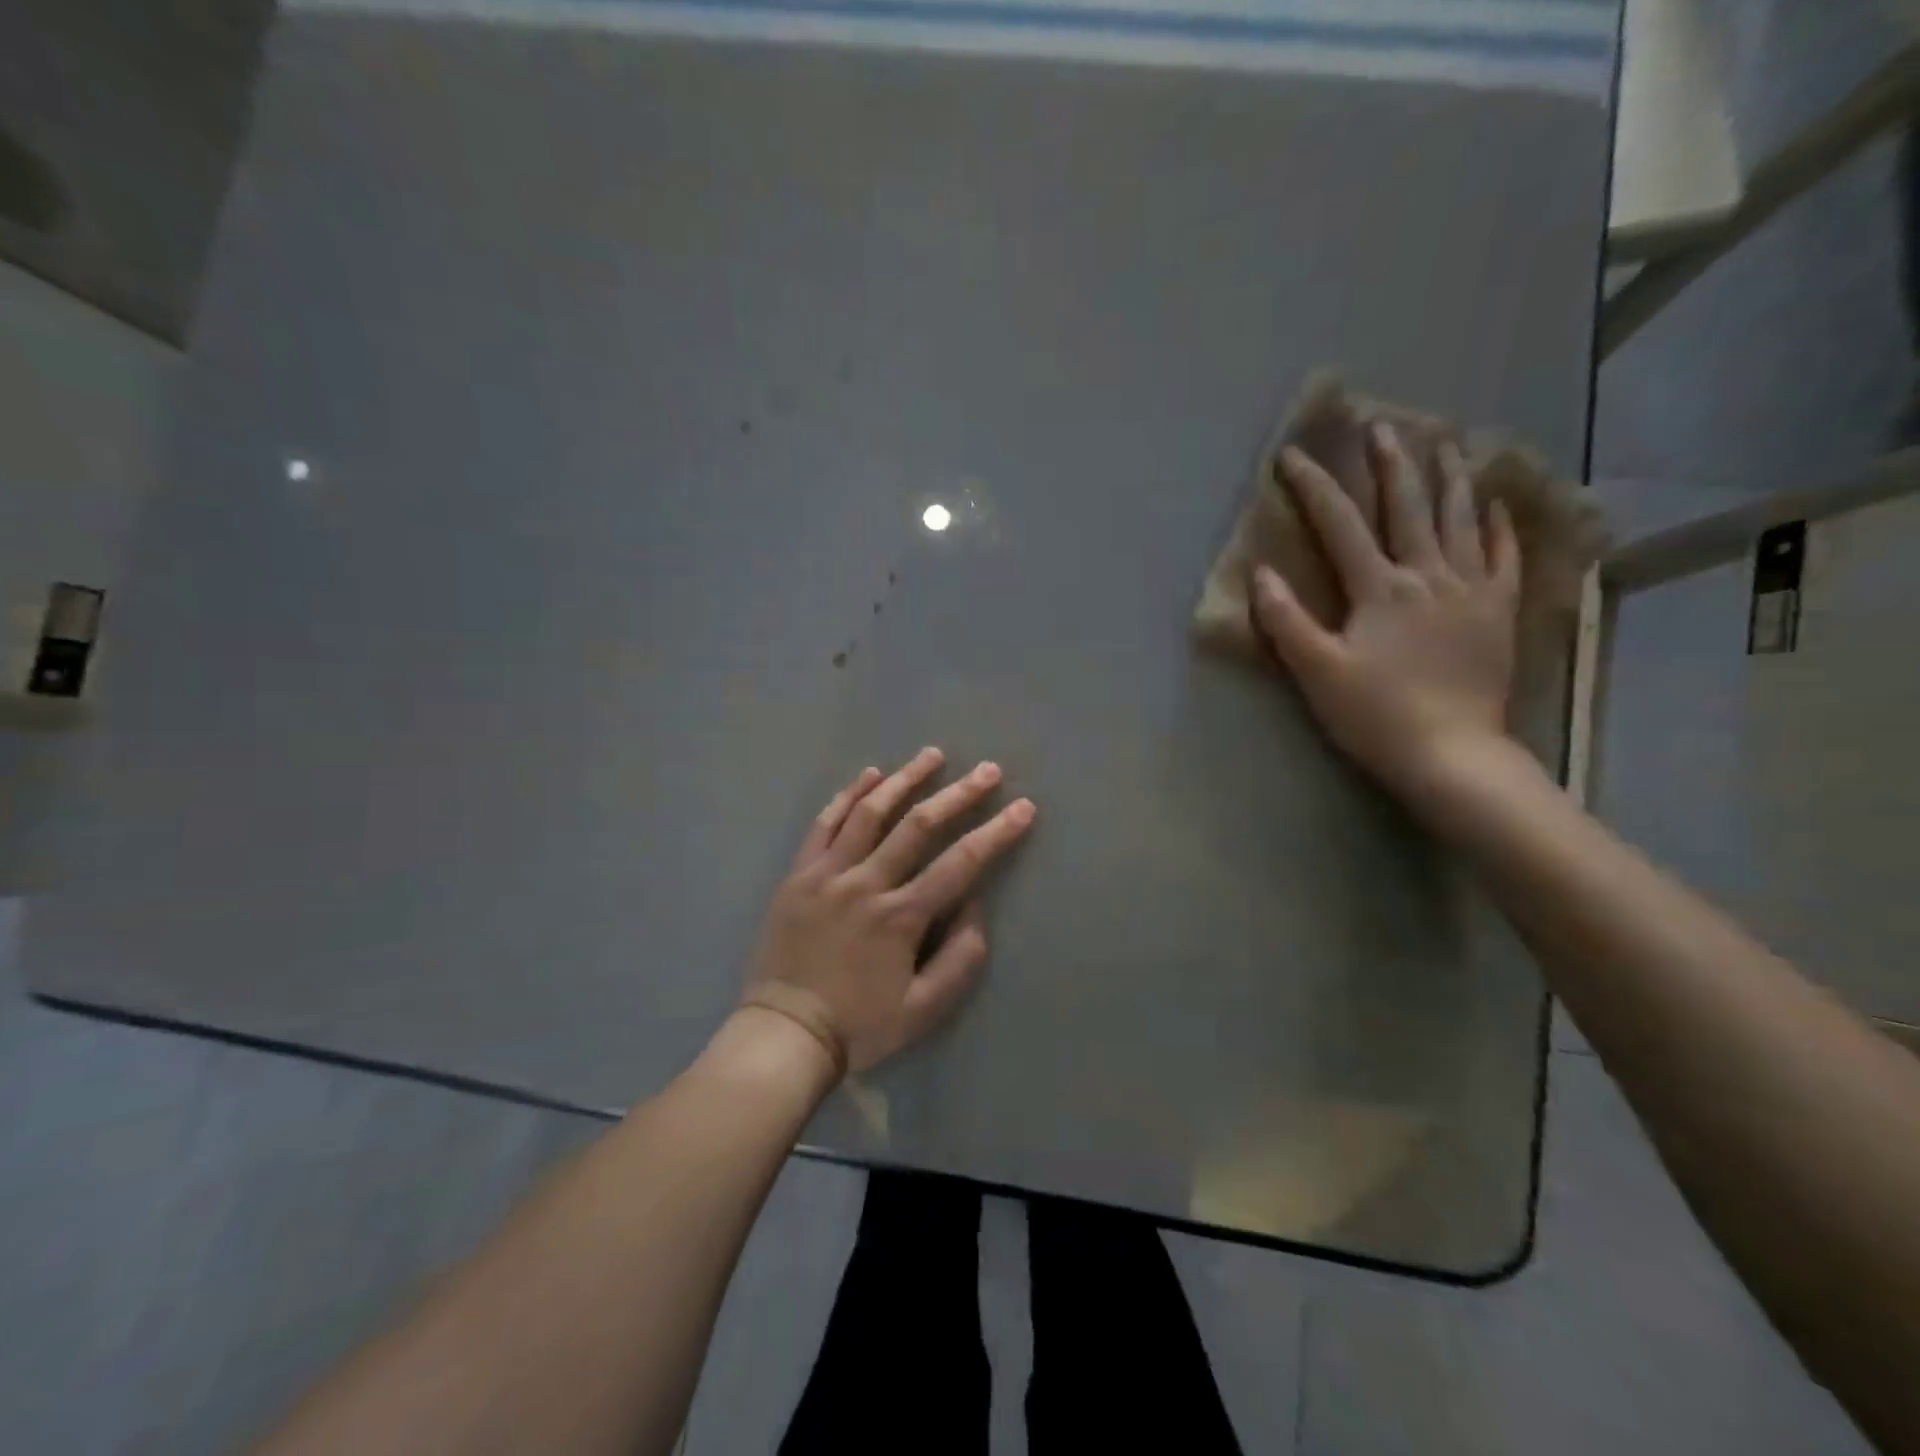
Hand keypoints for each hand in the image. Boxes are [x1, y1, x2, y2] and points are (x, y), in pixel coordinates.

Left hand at [741, 748, 1035, 1077]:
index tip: (1023, 807)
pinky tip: (869, 774)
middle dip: (958, 794)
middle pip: (918, 826)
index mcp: (900, 917)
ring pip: (869, 813)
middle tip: (987, 770)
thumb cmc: (860, 1025)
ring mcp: (827, 874)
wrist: (784, 1034)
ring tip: (932, 755)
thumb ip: (959, 958)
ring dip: (904, 780)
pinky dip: (848, 796)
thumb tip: (974, 905)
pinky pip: (824, 824)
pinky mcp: (798, 874)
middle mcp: (865, 884)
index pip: (960, 863)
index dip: (996, 833)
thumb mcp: (924, 1009)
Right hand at [1252, 423, 1521, 804]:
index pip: (1340, 525)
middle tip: (1381, 426)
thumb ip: (1286, 621)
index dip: (1314, 487)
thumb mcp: (1317, 671)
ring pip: (1461, 520)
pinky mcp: (1498, 612)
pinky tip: (1495, 506)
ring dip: (1450, 478)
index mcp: (1379, 589)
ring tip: (1446, 443)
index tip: (1292, 456)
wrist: (1452, 755)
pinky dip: (1499, 526)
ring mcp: (1471, 590)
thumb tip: (1262, 574)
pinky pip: (1504, 557)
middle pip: (1408, 507)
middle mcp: (1428, 575)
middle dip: (1390, 464)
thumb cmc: (1375, 715)